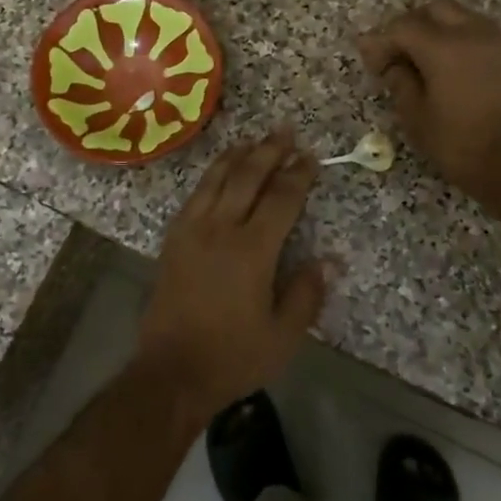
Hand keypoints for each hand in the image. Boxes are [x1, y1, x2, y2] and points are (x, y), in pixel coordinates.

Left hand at [136, 130, 327, 425]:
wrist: (171, 370)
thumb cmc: (233, 356)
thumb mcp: (283, 336)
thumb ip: (306, 293)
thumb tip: (328, 259)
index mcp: (252, 250)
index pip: (281, 199)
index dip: (298, 175)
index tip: (310, 157)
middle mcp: (220, 229)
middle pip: (247, 177)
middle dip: (268, 151)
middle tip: (284, 130)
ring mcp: (192, 230)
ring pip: (216, 179)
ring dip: (237, 155)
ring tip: (253, 139)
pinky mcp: (173, 239)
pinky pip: (194, 195)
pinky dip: (210, 175)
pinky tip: (218, 171)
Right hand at [358, 0, 500, 199]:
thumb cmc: (460, 144)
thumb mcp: (417, 118)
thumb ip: (400, 83)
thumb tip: (392, 65)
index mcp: (443, 47)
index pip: (402, 27)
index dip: (382, 42)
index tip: (372, 64)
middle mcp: (471, 34)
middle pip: (434, 9)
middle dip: (411, 26)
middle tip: (396, 54)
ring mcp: (496, 43)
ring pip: (460, 17)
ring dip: (437, 30)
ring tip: (422, 61)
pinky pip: (477, 35)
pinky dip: (457, 42)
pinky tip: (448, 70)